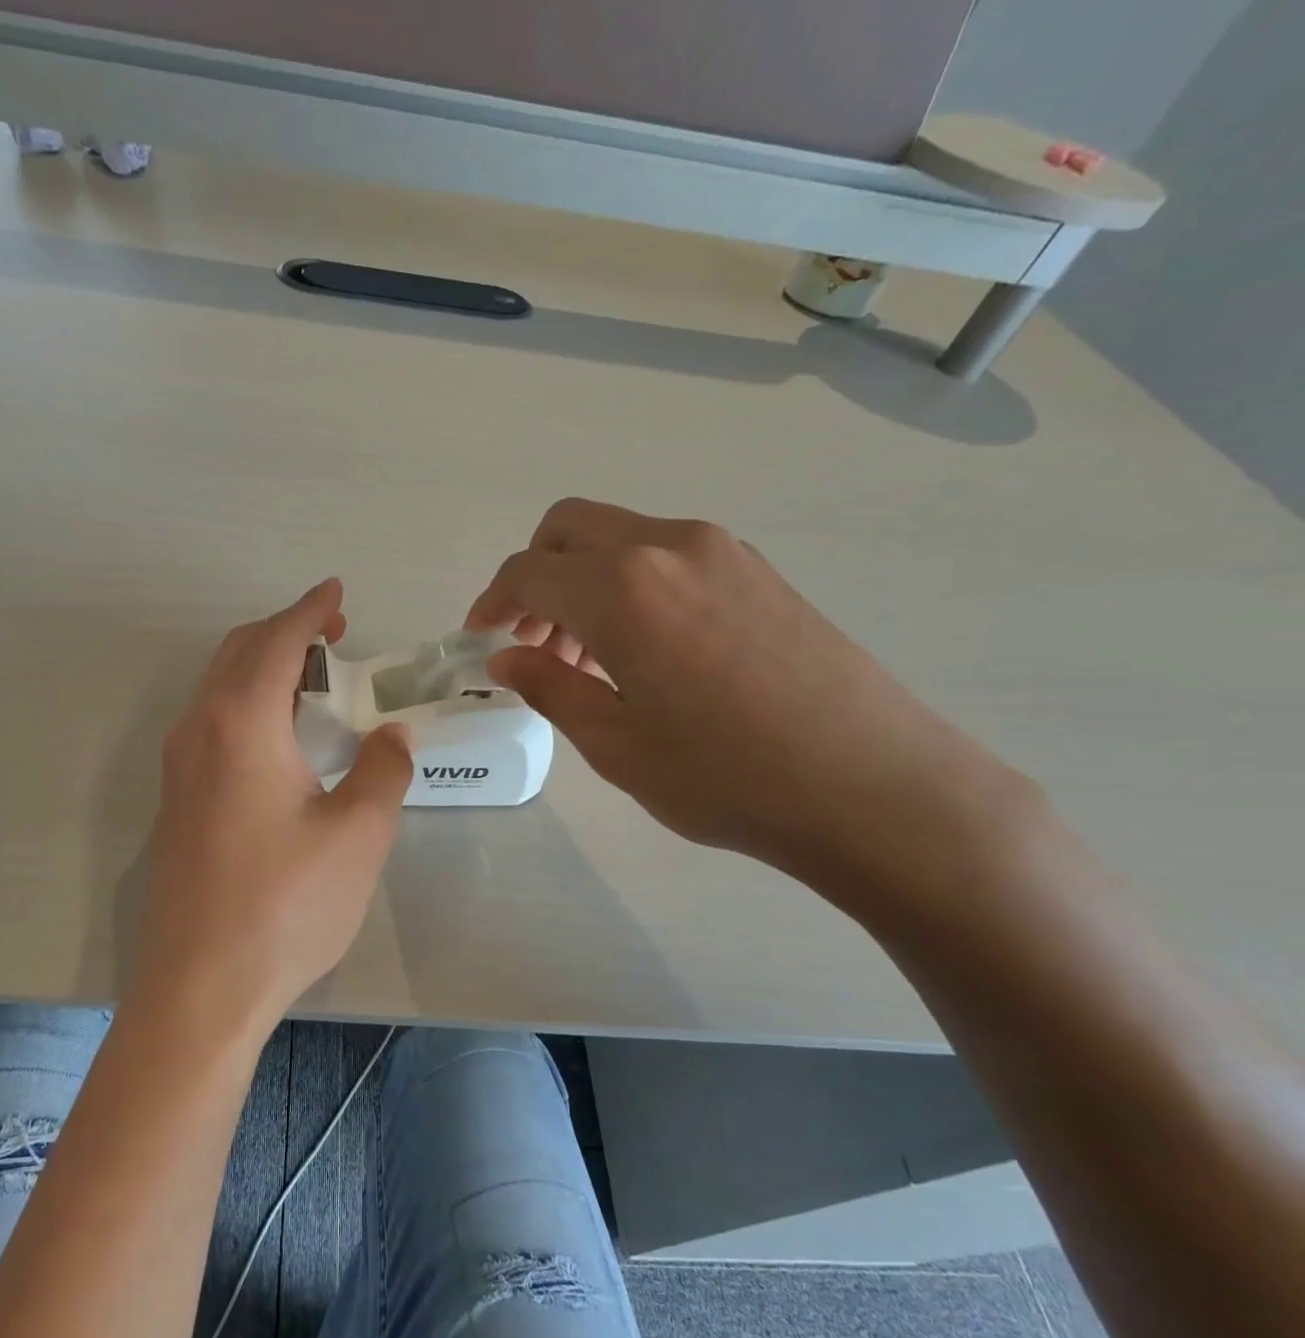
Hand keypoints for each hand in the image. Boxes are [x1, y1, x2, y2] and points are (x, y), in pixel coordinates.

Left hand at [136, 580, 412, 1032]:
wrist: (201, 985)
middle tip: (332, 632)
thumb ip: (382, 770)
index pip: (278, 642)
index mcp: (241, 723)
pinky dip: (246, 701)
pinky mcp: (176, 800)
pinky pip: (211, 722)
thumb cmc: (285, 905)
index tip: (337, 591)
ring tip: (312, 676)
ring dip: (263, 665)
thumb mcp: (358, 835)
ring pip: (219, 687)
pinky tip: (278, 733)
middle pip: (239, 653)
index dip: (311, 610)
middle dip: (286, 631)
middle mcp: (199, 731)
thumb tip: (389, 735)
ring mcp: (179, 767)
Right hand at [466, 499, 1035, 890]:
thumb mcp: (615, 744)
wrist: (876, 788)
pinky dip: (630, 585)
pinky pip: (667, 556)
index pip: (529, 571)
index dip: (492, 602)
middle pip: (571, 529)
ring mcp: (722, 552)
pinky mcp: (758, 571)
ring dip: (582, 582)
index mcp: (622, 589)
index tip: (480, 640)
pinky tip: (643, 651)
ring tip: (585, 657)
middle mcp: (669, 548)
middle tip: (531, 641)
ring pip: (620, 539)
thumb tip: (505, 659)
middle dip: (534, 576)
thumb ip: (550, 688)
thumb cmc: (727, 777)